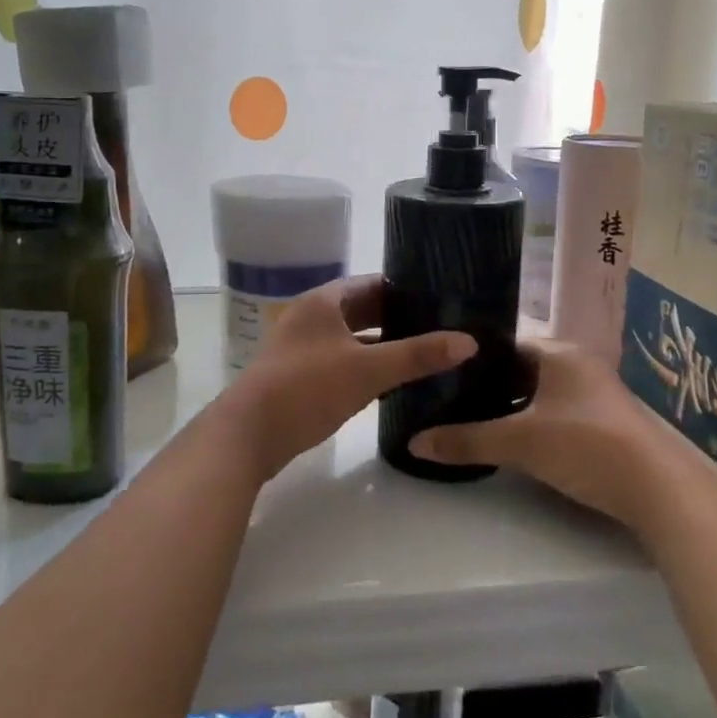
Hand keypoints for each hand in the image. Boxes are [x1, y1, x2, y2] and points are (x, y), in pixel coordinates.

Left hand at [224, 276, 475, 481]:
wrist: (247, 435)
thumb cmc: (307, 388)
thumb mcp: (368, 369)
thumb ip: (417, 355)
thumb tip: (469, 341)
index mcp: (322, 302)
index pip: (371, 283)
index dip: (403, 288)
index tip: (438, 297)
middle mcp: (310, 318)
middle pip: (360, 310)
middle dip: (396, 317)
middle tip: (437, 326)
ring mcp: (300, 348)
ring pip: (350, 338)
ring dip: (380, 344)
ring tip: (422, 353)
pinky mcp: (297, 377)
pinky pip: (340, 362)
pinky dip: (364, 366)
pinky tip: (390, 382)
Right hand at [411, 340, 716, 536]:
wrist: (659, 489)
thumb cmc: (585, 445)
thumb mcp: (520, 442)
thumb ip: (467, 440)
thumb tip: (414, 443)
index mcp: (559, 352)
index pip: (505, 342)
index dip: (473, 356)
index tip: (441, 370)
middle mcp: (578, 364)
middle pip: (521, 367)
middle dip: (489, 382)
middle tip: (448, 396)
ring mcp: (595, 393)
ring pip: (540, 391)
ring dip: (512, 403)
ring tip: (472, 416)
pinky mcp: (604, 421)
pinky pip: (556, 410)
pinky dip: (533, 419)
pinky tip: (513, 437)